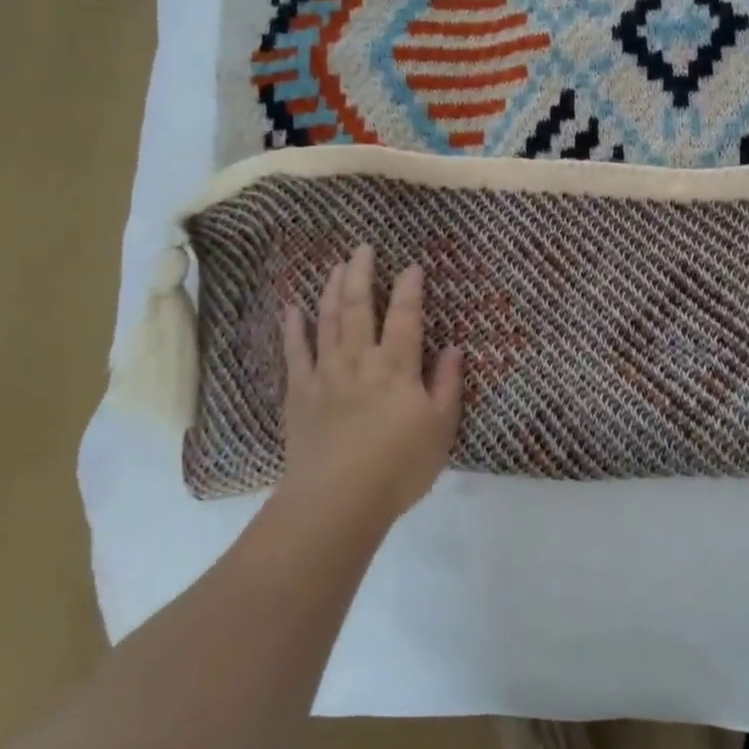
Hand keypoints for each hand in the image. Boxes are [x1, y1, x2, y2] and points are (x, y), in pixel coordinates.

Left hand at [278, 244, 463, 527]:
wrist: (336, 501)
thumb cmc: (398, 467)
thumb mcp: (440, 429)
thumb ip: (448, 385)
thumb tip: (456, 348)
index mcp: (397, 367)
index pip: (406, 317)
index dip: (410, 289)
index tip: (412, 265)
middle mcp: (360, 360)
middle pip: (360, 307)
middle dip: (363, 274)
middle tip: (363, 248)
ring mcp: (326, 373)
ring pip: (329, 321)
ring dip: (332, 290)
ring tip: (336, 266)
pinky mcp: (299, 393)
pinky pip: (295, 352)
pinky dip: (294, 328)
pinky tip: (292, 308)